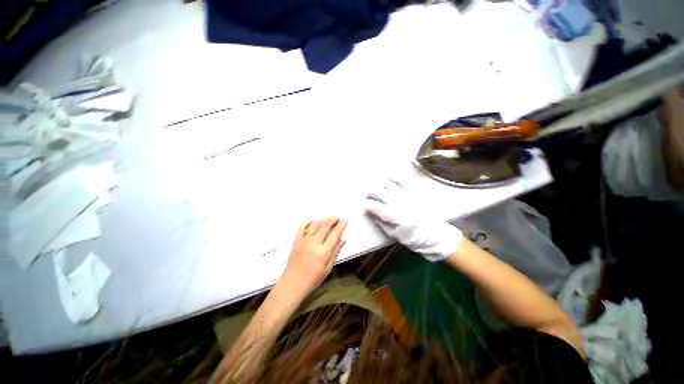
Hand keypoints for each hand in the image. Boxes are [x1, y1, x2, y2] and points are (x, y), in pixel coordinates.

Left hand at [282, 217, 347, 295]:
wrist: (293, 283)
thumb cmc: (312, 279)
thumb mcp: (327, 268)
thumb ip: (335, 252)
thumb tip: (342, 240)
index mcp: (323, 252)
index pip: (334, 234)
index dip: (341, 226)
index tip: (345, 220)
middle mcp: (314, 243)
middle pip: (324, 226)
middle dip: (332, 219)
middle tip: (337, 217)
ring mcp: (304, 241)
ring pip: (314, 224)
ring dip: (322, 219)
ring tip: (327, 220)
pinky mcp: (297, 241)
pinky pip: (302, 227)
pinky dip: (308, 222)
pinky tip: (313, 221)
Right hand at [365, 179, 462, 261]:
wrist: (434, 234)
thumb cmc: (412, 237)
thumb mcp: (393, 234)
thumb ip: (379, 221)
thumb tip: (368, 213)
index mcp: (392, 215)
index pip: (373, 205)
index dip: (366, 206)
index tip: (364, 208)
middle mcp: (398, 201)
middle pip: (377, 191)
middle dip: (369, 194)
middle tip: (368, 198)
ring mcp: (406, 194)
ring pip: (386, 183)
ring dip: (379, 186)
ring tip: (378, 191)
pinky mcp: (413, 191)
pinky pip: (401, 179)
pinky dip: (393, 178)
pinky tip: (389, 181)